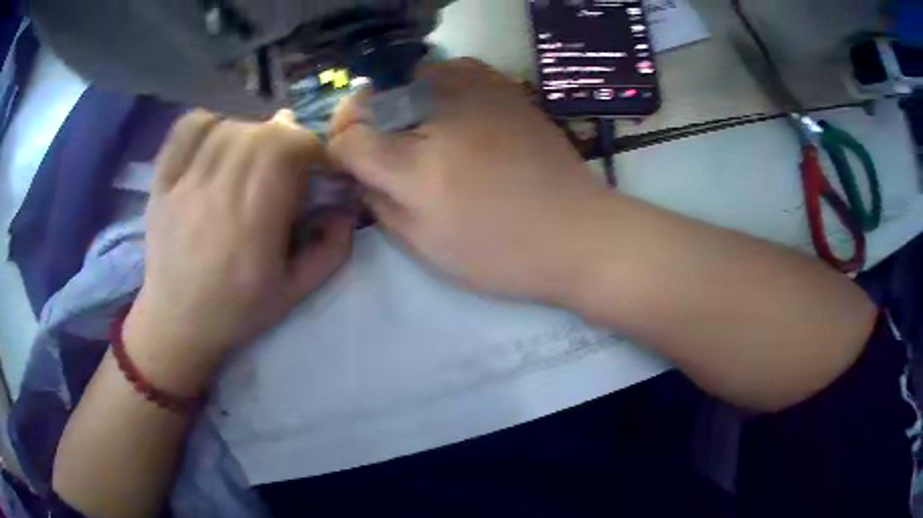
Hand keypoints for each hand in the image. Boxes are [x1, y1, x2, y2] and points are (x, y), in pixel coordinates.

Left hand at [126, 110, 354, 391]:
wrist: (177, 323)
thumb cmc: (237, 311)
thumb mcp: (295, 292)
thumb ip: (331, 250)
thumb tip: (348, 205)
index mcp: (253, 225)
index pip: (285, 149)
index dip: (308, 145)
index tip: (312, 164)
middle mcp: (216, 197)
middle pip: (258, 132)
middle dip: (283, 138)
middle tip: (284, 161)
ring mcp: (183, 186)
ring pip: (226, 127)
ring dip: (249, 132)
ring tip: (251, 156)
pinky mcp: (162, 183)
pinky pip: (185, 130)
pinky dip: (207, 124)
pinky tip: (216, 141)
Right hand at [329, 59, 606, 302]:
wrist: (577, 231)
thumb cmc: (501, 253)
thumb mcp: (425, 245)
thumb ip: (378, 203)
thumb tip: (356, 171)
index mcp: (418, 165)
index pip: (348, 137)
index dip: (341, 150)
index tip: (351, 164)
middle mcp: (441, 113)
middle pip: (373, 99)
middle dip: (367, 124)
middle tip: (387, 153)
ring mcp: (475, 88)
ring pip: (408, 79)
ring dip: (402, 105)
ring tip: (423, 136)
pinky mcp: (502, 84)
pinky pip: (448, 72)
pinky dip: (438, 91)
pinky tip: (455, 118)